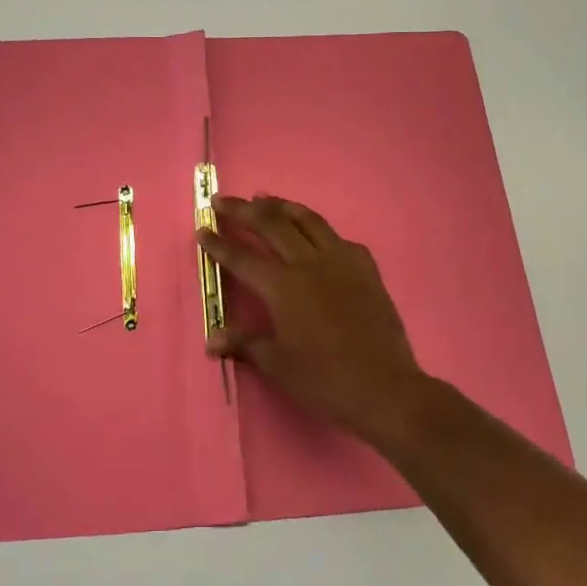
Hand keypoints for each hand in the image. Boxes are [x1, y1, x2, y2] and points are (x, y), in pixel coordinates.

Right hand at [198, 195, 445, 449]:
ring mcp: (341, 261)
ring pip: (308, 221)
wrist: (385, 387)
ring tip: (265, 198)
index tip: (201, 228)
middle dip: (243, 210)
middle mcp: (309, 264)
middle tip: (223, 200)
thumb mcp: (277, 365)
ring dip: (282, 206)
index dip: (219, 244)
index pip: (242, 258)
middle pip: (271, 225)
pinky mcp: (366, 268)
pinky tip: (316, 234)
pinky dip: (320, 230)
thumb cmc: (324, 380)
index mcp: (283, 287)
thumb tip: (211, 339)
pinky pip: (339, 239)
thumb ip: (244, 344)